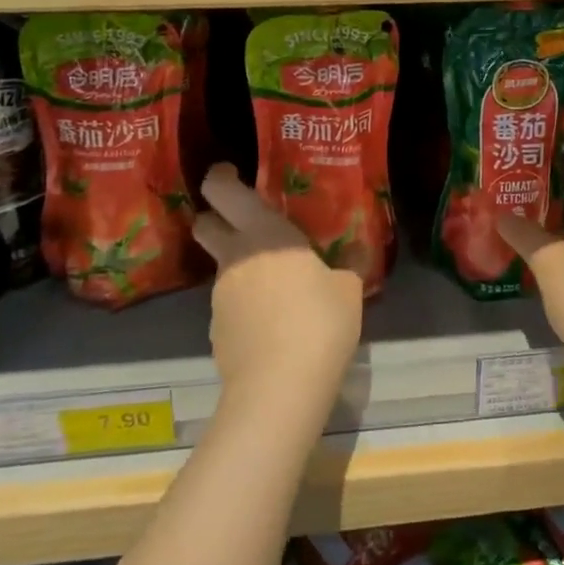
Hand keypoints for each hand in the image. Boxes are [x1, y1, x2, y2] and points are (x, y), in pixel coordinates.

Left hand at [193, 164, 363, 420]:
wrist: (278, 391)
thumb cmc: (318, 323)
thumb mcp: (348, 291)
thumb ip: (349, 265)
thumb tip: (357, 251)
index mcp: (264, 233)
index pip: (222, 190)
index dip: (221, 177)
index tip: (232, 173)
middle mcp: (234, 256)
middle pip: (205, 224)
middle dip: (217, 218)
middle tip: (249, 224)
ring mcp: (219, 295)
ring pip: (222, 267)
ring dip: (241, 267)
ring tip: (277, 287)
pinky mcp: (216, 330)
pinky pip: (230, 304)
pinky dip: (244, 305)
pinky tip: (272, 324)